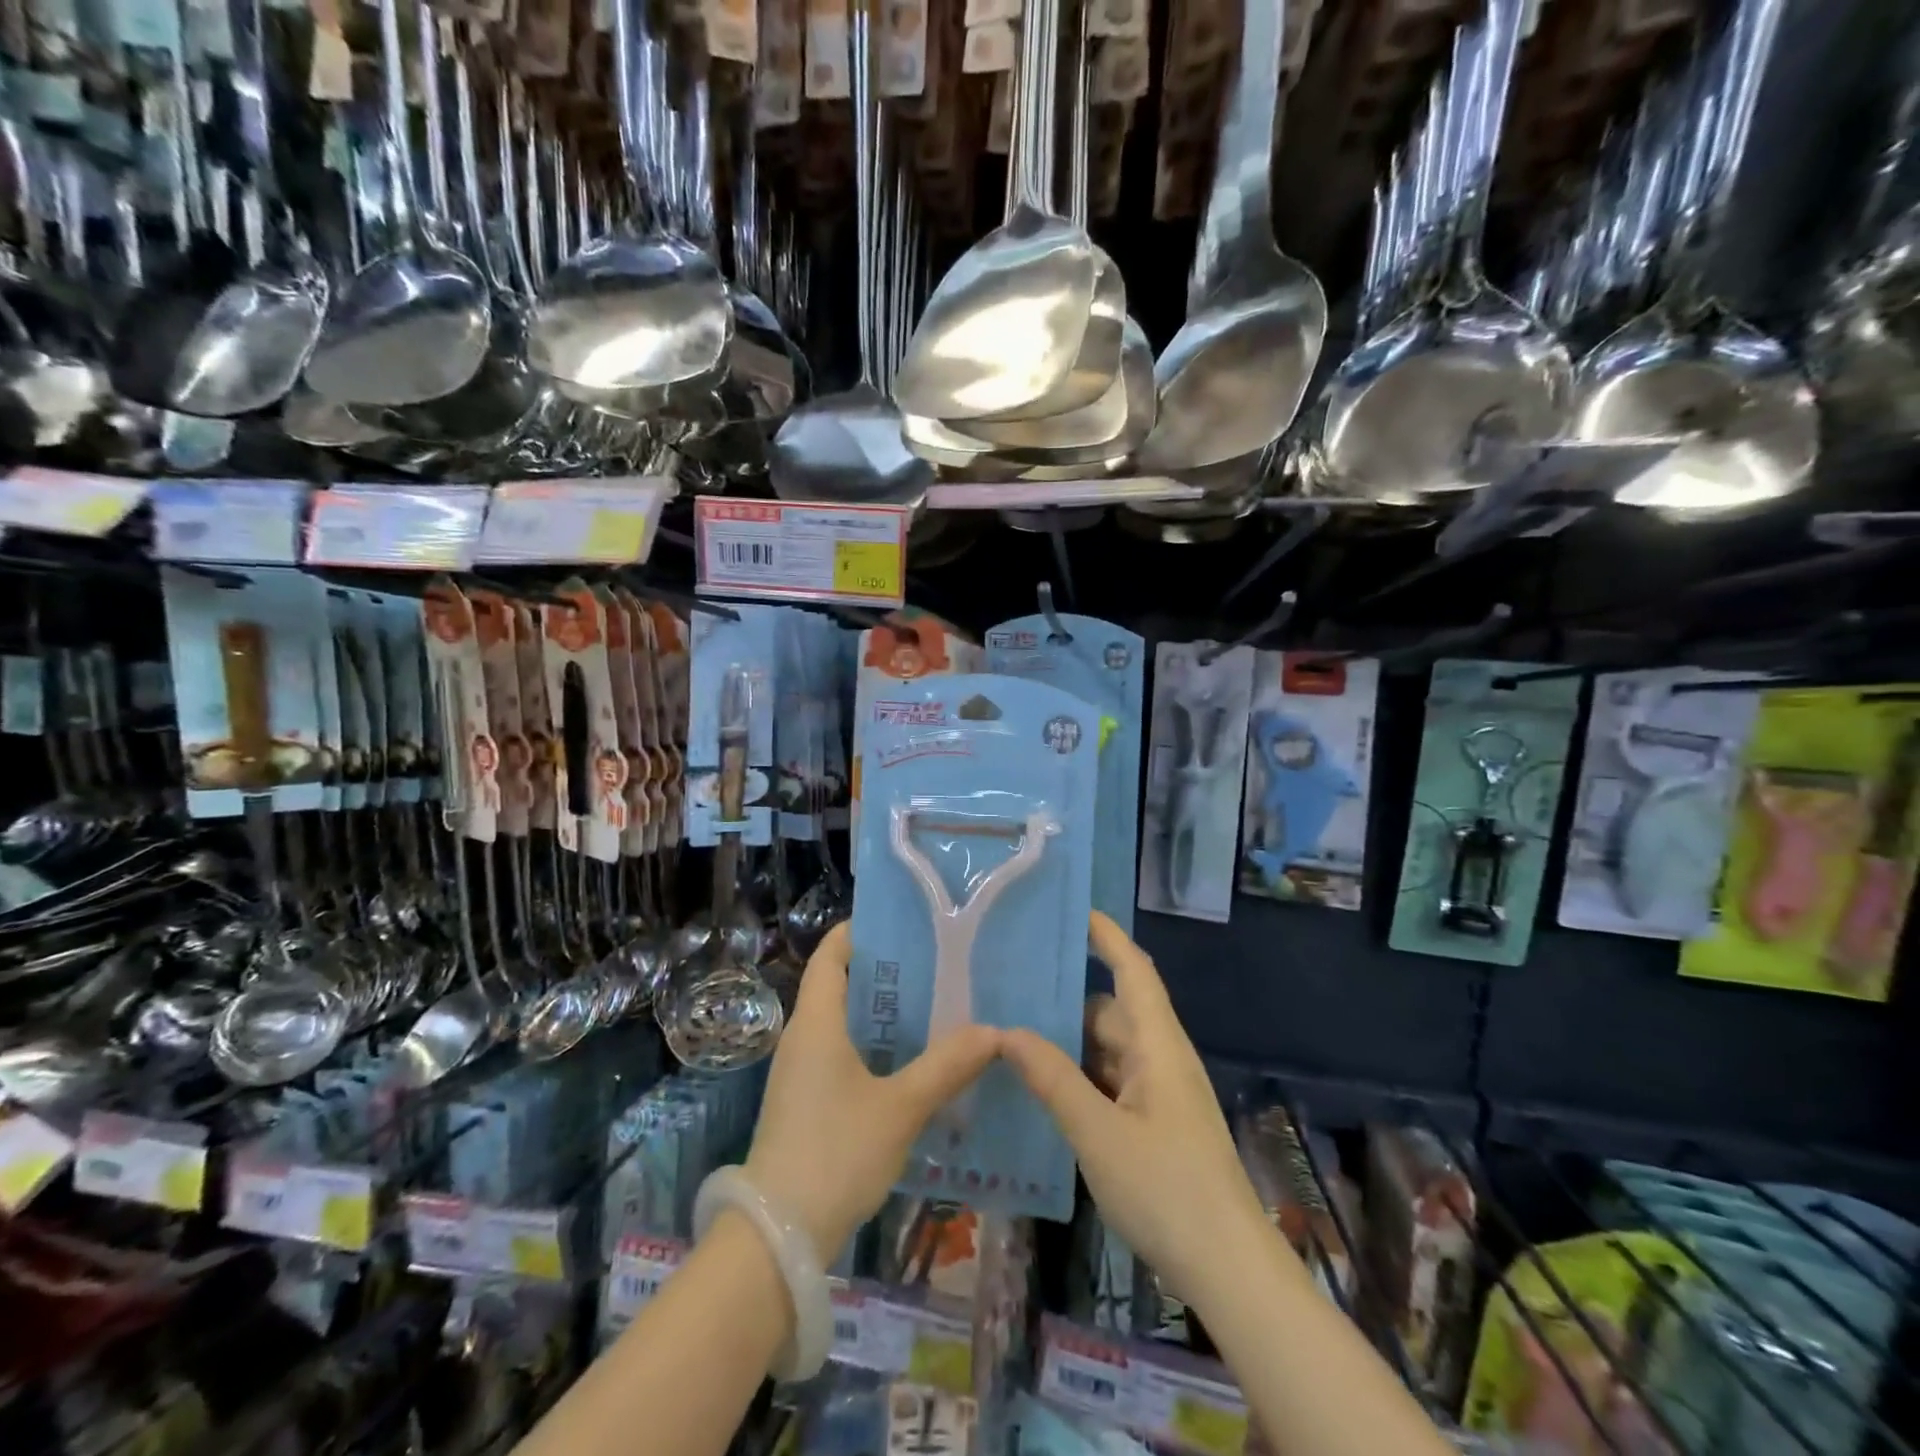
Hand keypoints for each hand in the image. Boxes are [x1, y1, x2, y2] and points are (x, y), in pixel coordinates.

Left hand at [742, 922, 1000, 1262]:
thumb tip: (992, 1031)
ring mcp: (800, 1072)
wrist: (776, 1239)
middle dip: (885, 972)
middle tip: (936, 964)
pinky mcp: (805, 1103)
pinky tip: (911, 1063)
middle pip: (839, 985)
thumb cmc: (835, 1154)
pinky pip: (841, 1054)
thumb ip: (946, 1066)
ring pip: (843, 1023)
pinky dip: (874, 1046)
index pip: (830, 955)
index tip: (902, 922)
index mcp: (817, 1022)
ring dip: (882, 1013)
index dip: (859, 931)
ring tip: (934, 1006)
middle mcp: (803, 1038)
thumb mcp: (900, 1107)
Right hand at [1002, 913, 1266, 1307]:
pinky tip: (1042, 1089)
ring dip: (1070, 1044)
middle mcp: (1161, 1059)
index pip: (1134, 970)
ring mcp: (1160, 1094)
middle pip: (1112, 1010)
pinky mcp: (1156, 1125)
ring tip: (1013, 1036)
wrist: (1230, 1271)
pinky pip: (1112, 1083)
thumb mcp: (1098, 1133)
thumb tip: (1007, 1031)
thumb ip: (1053, 1078)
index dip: (1107, 936)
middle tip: (1012, 987)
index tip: (1074, 909)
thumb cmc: (1167, 1189)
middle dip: (1067, 998)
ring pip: (1108, 1050)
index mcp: (1158, 1045)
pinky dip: (1080, 1078)